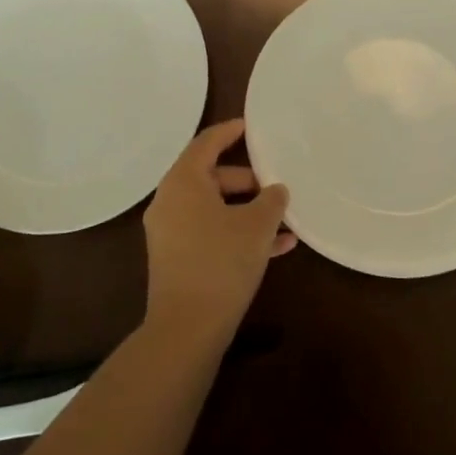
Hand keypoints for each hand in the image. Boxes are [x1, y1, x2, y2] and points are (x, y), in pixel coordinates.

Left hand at [143, 119, 294, 348]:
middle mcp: (170, 201)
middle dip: (248, 181)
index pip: (206, 143)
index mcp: (183, 182)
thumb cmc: (221, 263)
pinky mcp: (177, 258)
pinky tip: (277, 248)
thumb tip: (276, 190)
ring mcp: (171, 231)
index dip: (230, 131)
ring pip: (215, 208)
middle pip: (212, 177)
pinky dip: (237, 233)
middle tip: (277, 187)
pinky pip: (210, 232)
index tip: (252, 126)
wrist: (187, 328)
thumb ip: (271, 200)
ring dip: (248, 211)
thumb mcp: (256, 226)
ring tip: (285, 221)